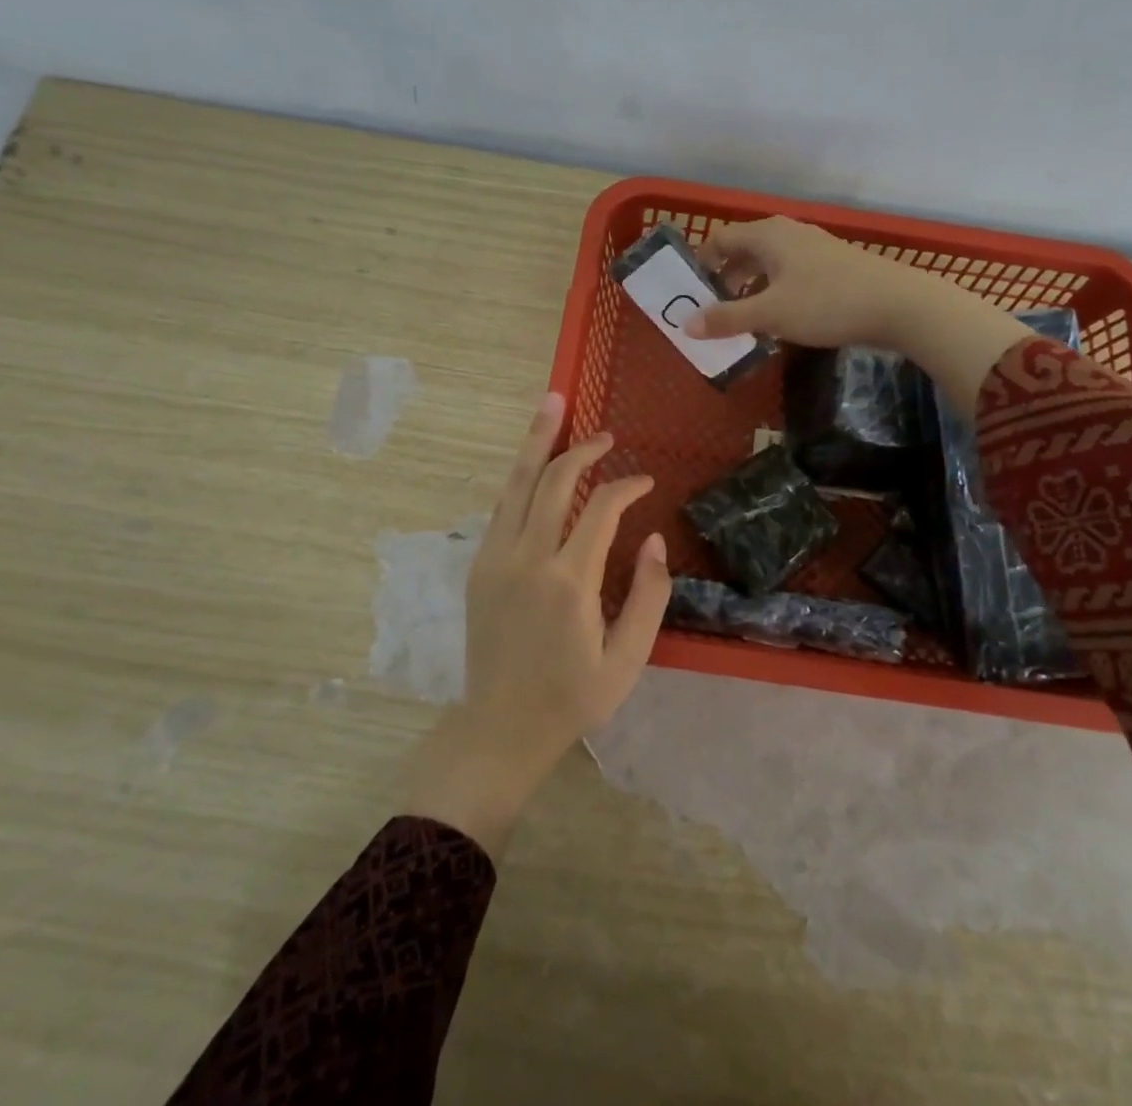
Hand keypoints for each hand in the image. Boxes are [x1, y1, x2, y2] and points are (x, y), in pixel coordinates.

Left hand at [400, 392, 670, 854]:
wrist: (500, 727)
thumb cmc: (572, 697)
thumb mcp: (627, 659)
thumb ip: (648, 595)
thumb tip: (652, 538)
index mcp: (569, 582)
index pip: (601, 509)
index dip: (627, 485)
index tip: (646, 480)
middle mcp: (528, 558)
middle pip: (554, 481)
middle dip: (582, 449)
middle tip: (606, 435)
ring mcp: (496, 558)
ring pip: (518, 484)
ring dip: (537, 443)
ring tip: (552, 404)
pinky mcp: (479, 565)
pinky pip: (503, 507)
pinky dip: (521, 478)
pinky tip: (534, 463)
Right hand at [683, 215, 931, 348]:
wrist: (899, 305)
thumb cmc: (826, 303)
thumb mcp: (770, 314)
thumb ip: (726, 318)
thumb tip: (686, 326)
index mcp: (767, 235)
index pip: (720, 239)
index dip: (701, 263)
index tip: (690, 293)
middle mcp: (788, 233)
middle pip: (743, 251)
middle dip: (725, 280)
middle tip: (713, 311)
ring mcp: (814, 248)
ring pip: (768, 265)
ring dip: (751, 289)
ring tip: (743, 320)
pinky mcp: (833, 266)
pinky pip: (790, 275)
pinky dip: (775, 293)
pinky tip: (780, 320)